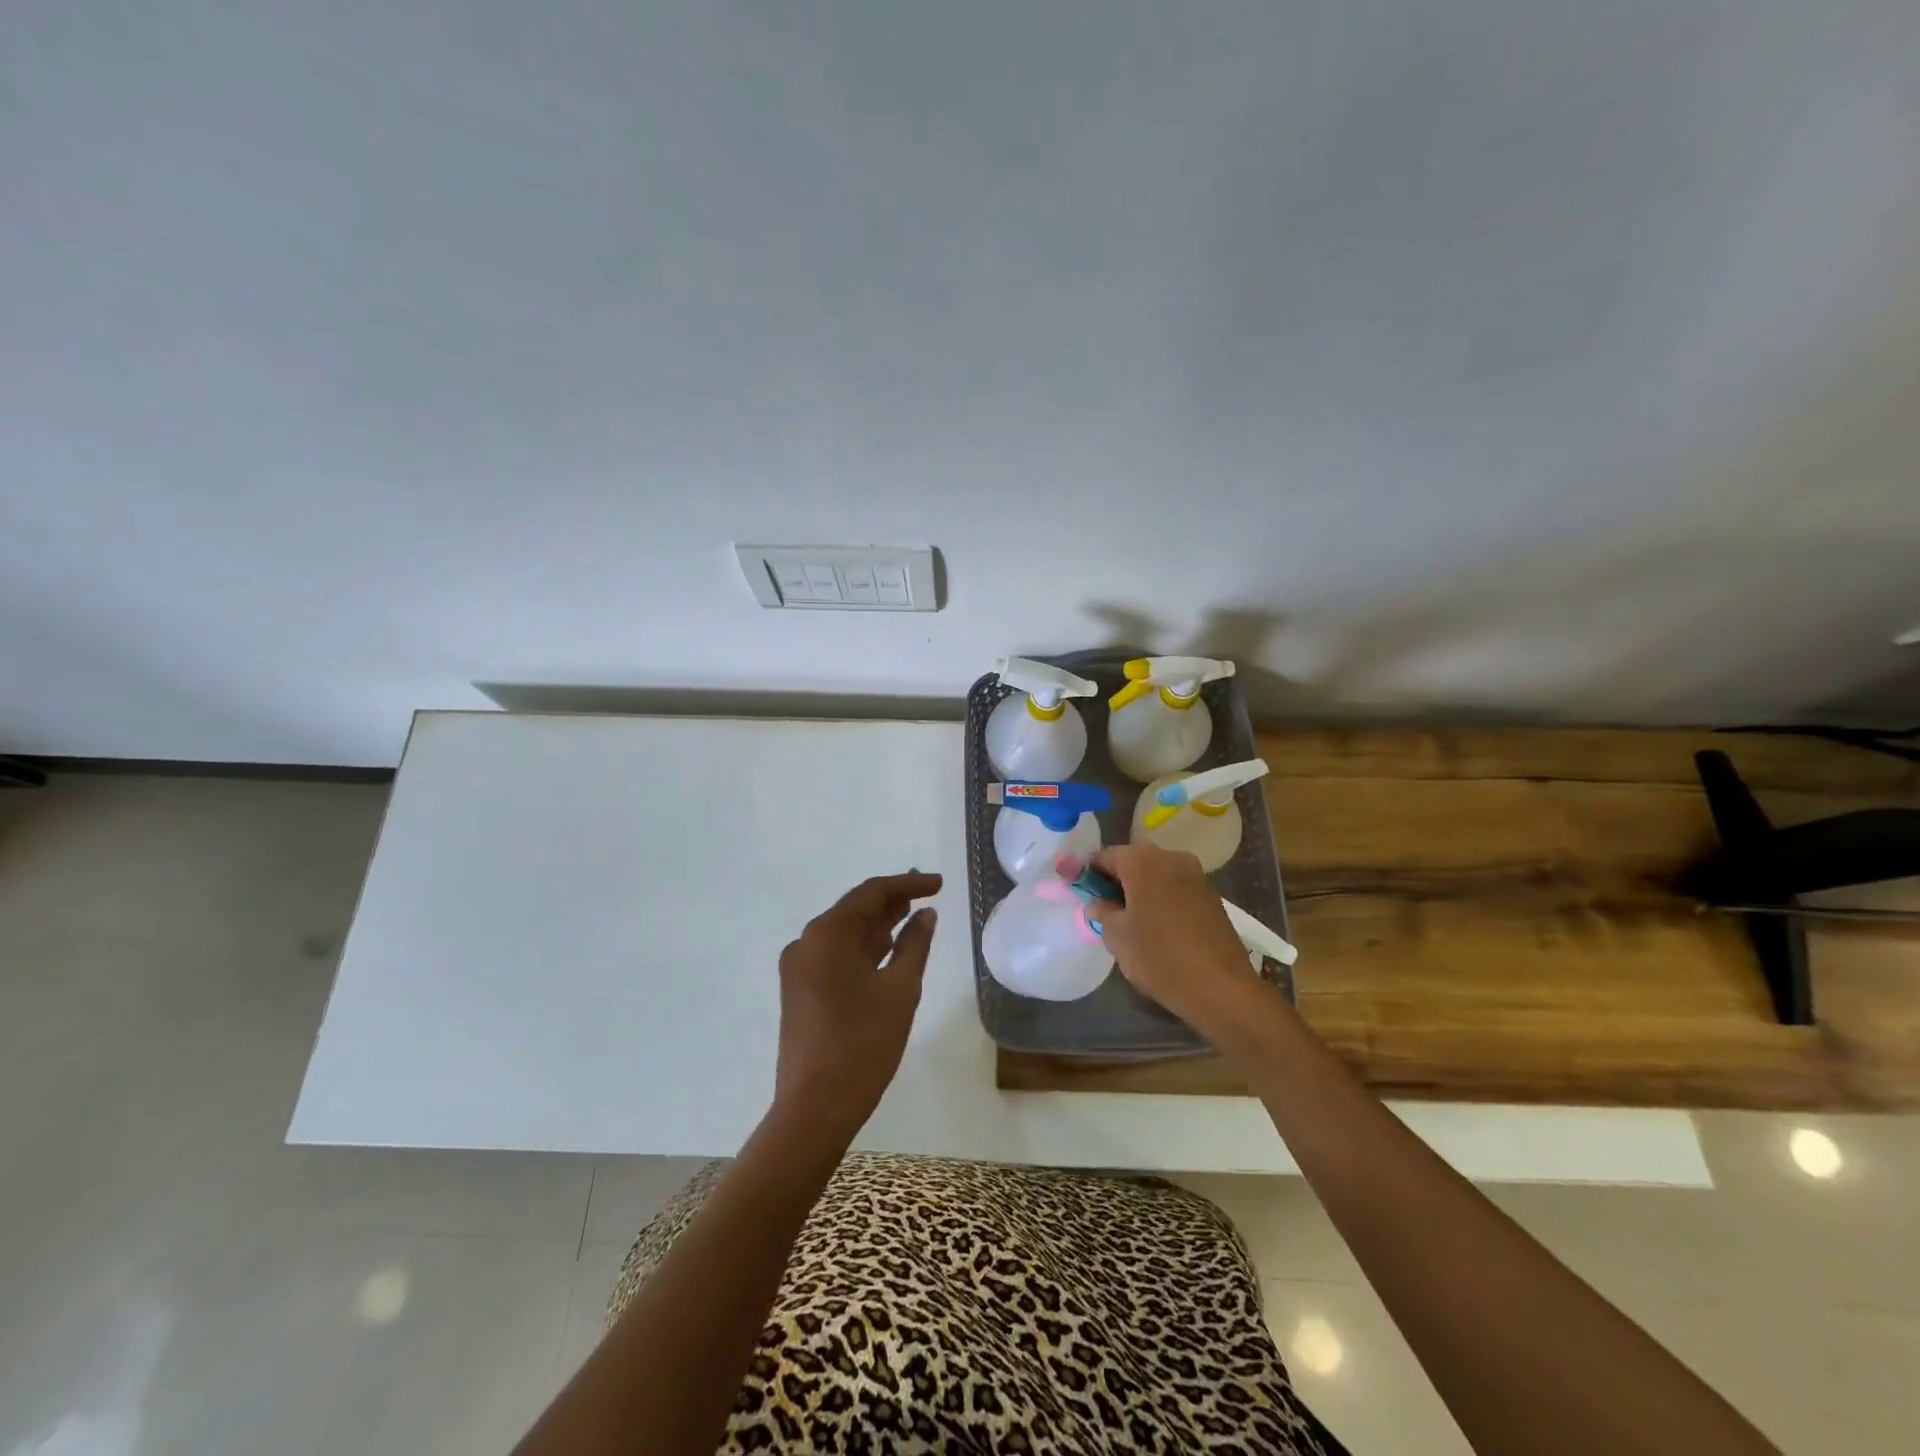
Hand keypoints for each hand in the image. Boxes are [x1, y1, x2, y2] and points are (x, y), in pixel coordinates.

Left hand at [772, 870, 940, 1141]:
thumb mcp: (900, 990)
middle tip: (929, 894)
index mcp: (827, 934)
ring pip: (845, 934)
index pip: (871, 893)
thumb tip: (926, 914)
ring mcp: (799, 969)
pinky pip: (836, 956)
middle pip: (855, 910)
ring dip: (879, 926)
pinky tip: (889, 951)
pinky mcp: (800, 991)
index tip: (939, 883)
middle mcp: (806, 943)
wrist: (815, 1108)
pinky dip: (864, 949)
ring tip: (914, 918)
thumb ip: (915, 944)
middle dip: (892, 901)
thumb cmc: (863, 1044)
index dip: (908, 884)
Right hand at [1087, 844, 1257, 1034]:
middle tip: (1105, 912)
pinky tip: (1158, 928)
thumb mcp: (1117, 936)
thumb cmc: (1159, 956)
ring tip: (1131, 923)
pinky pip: (1175, 889)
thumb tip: (1098, 903)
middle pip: (1133, 862)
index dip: (1089, 875)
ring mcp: (1196, 875)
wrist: (1221, 988)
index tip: (1082, 897)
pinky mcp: (1211, 896)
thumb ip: (1102, 911)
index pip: (1105, 856)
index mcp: (1143, 861)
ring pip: (1156, 875)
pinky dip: (1161, 900)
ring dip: (1140, 892)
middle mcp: (1171, 857)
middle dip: (1116, 882)